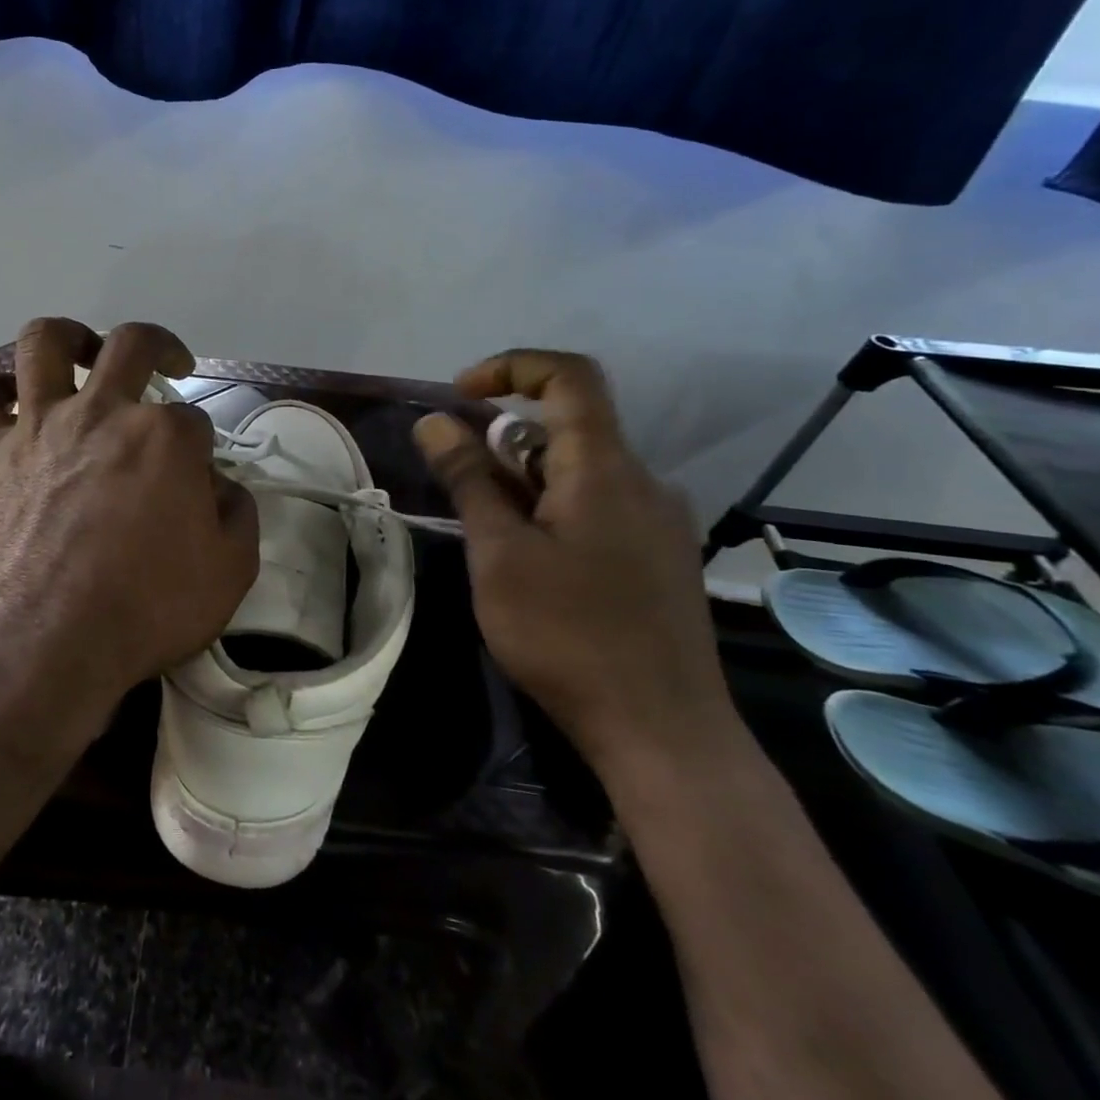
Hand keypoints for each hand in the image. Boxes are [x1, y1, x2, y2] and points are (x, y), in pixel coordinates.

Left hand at [0, 319, 259, 732]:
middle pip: (131, 345)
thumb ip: (236, 513)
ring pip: (44, 343)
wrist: (46, 643)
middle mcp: (103, 413)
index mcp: (165, 438)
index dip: (199, 447)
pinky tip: (8, 399)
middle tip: (167, 365)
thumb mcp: (230, 570)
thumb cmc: (145, 609)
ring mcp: (40, 428)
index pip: (194, 420)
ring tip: (82, 352)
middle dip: (159, 347)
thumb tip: (218, 485)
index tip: (196, 478)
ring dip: (69, 337)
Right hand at [413, 350, 737, 784]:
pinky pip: (600, 504)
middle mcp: (643, 481)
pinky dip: (555, 508)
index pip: (569, 377)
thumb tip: (435, 421)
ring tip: (495, 542)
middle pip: (569, 426)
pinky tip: (537, 567)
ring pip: (581, 470)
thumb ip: (469, 479)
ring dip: (526, 481)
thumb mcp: (499, 553)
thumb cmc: (568, 635)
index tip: (460, 396)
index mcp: (604, 468)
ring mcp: (659, 521)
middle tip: (465, 494)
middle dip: (504, 442)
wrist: (664, 733)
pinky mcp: (661, 557)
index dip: (511, 367)